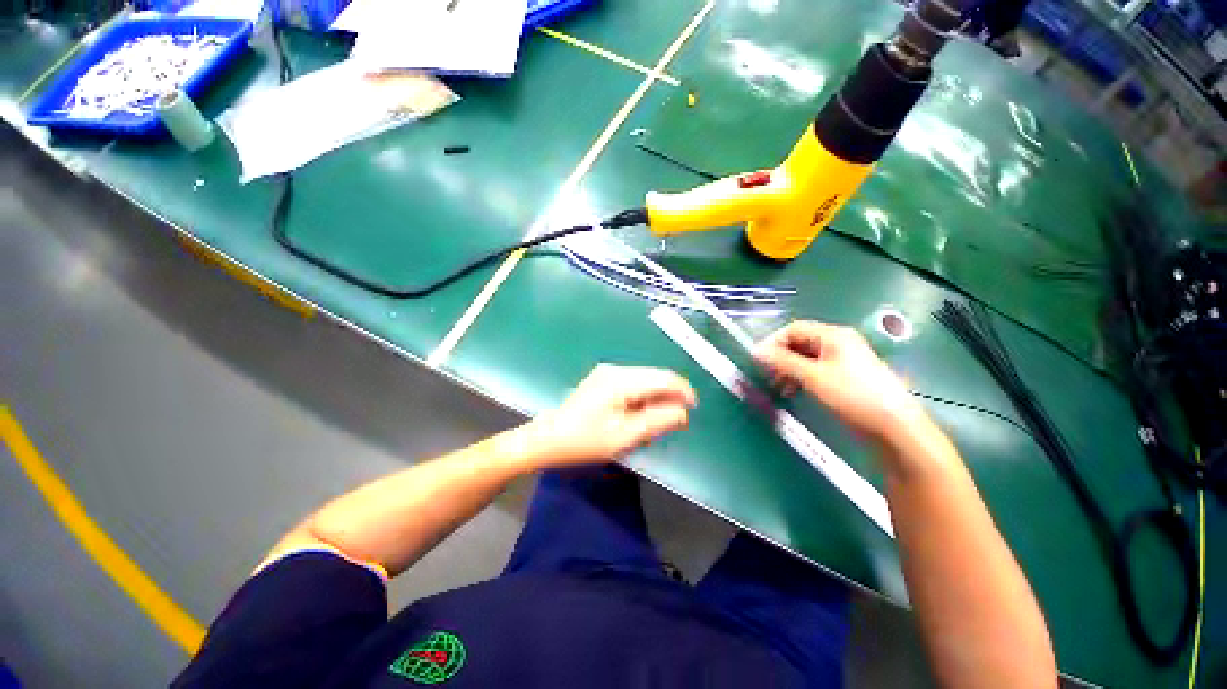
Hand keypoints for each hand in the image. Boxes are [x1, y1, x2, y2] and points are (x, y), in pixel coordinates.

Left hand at [521, 364, 695, 468]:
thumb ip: (657, 421)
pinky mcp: (603, 379)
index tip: (693, 408)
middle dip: (668, 397)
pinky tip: (636, 417)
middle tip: (672, 423)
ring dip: (654, 399)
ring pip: (644, 380)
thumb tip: (683, 412)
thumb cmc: (585, 441)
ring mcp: (607, 372)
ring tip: (650, 425)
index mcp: (620, 380)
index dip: (682, 391)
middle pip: (654, 377)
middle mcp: (615, 370)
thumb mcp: (625, 436)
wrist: (548, 439)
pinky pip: (632, 384)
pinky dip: (641, 399)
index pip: (662, 378)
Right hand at [753, 321, 927, 445]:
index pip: (794, 329)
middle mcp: (838, 343)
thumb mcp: (813, 376)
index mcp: (833, 335)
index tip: (758, 360)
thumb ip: (782, 362)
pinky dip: (801, 378)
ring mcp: (843, 360)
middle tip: (769, 375)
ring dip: (789, 370)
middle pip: (799, 343)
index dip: (773, 342)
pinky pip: (815, 370)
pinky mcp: (845, 377)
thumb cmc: (852, 395)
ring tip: (780, 387)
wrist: (894, 426)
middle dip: (780, 358)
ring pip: (806, 358)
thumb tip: (756, 351)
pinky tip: (795, 392)